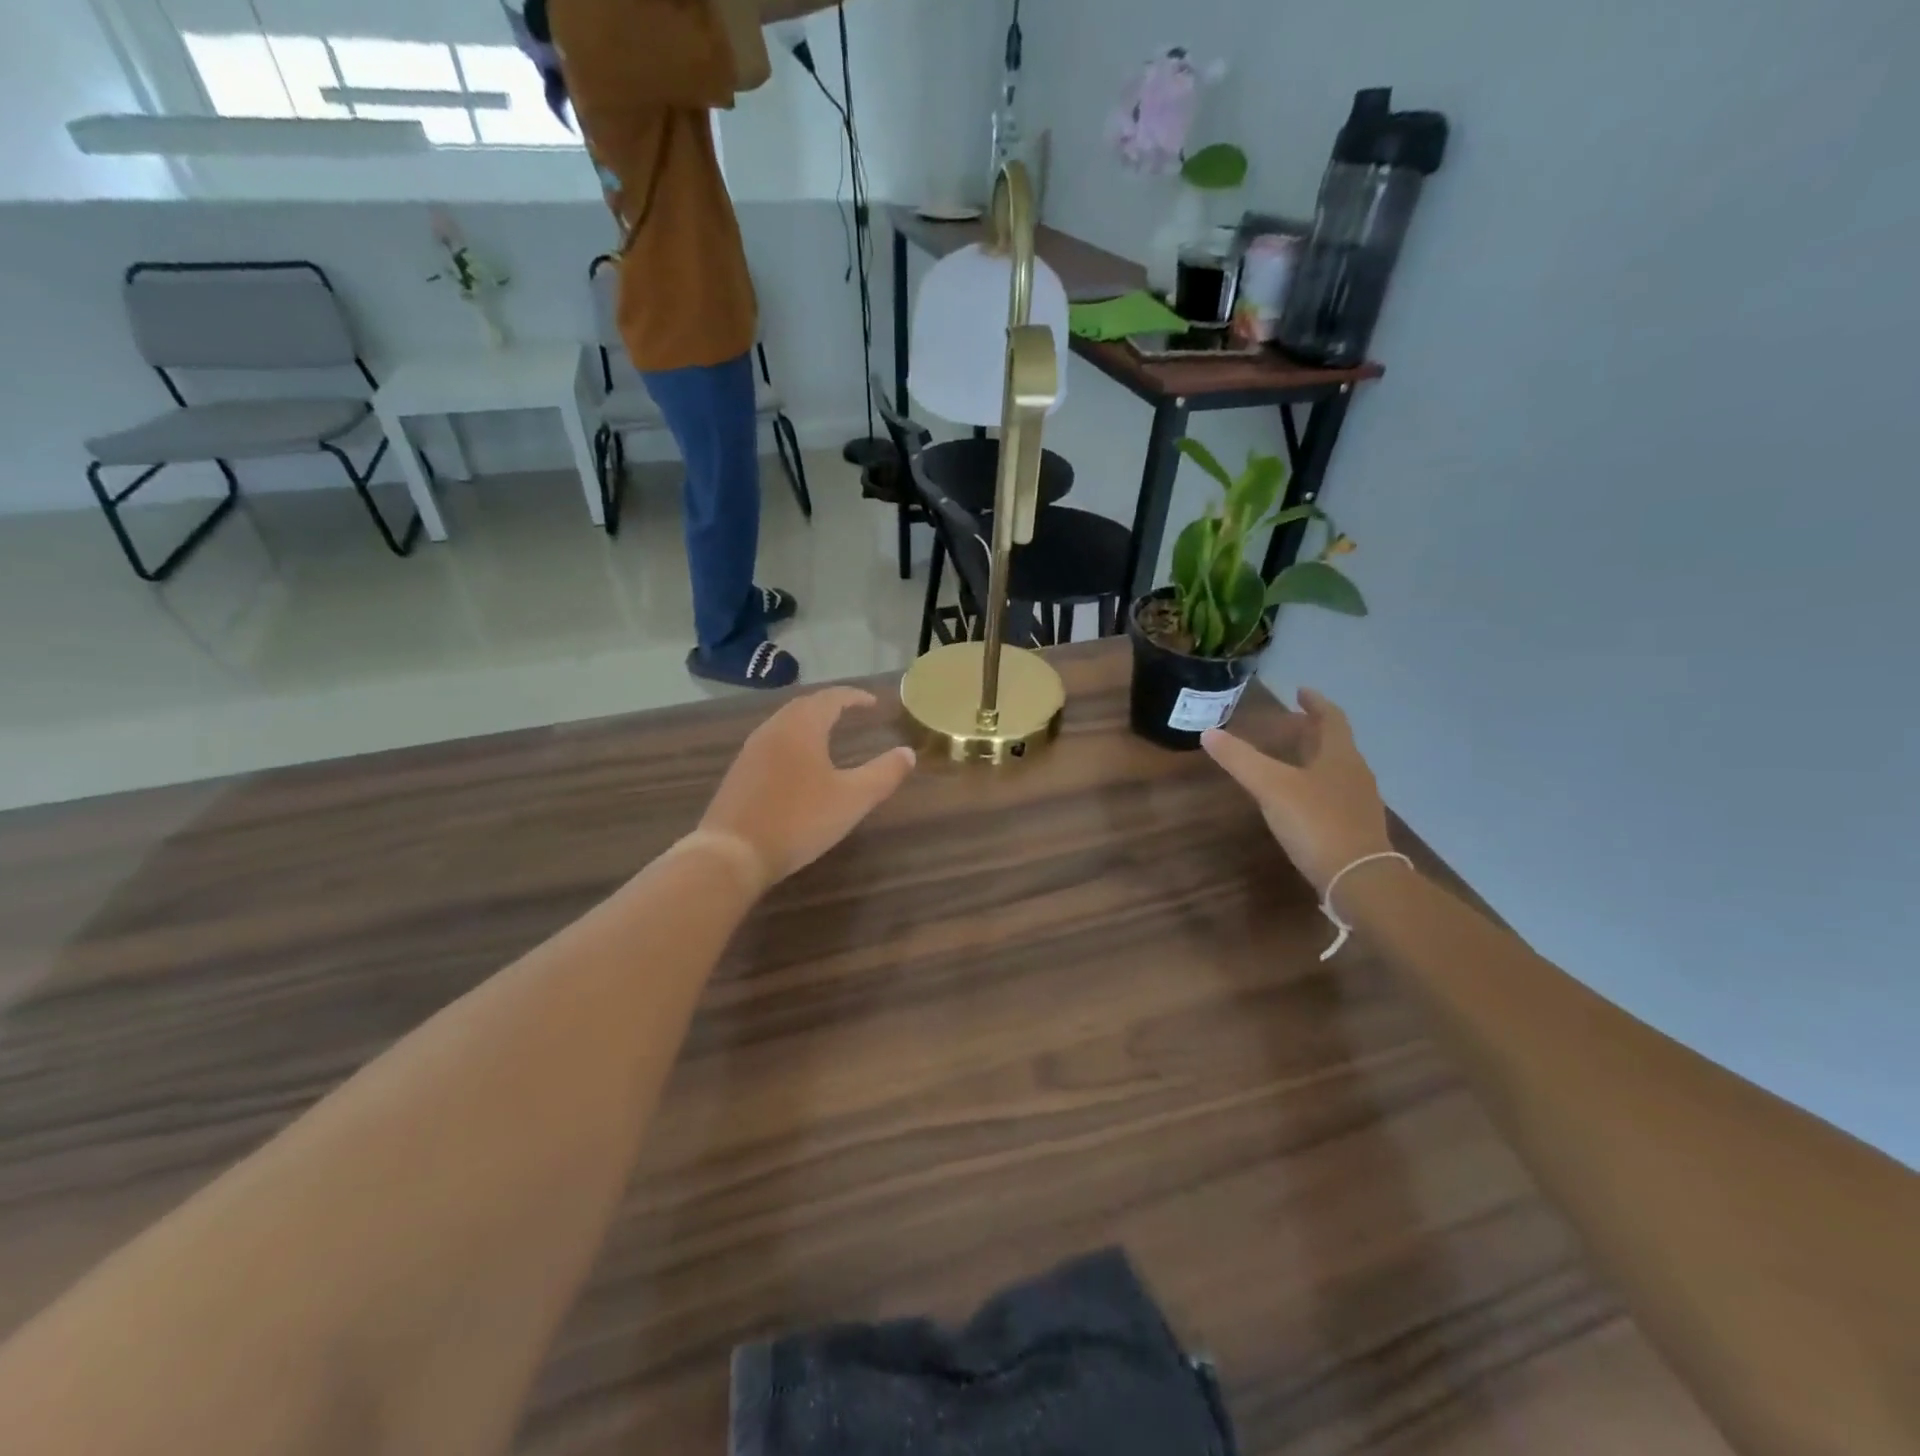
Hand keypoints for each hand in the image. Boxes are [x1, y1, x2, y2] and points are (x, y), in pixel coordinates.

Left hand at [700, 688, 916, 887]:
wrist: (732, 853)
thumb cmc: (799, 820)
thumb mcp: (852, 799)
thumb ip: (883, 774)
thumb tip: (907, 753)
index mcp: (801, 727)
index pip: (831, 698)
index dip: (854, 697)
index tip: (872, 703)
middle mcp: (773, 730)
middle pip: (804, 706)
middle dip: (829, 705)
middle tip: (850, 712)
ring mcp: (751, 751)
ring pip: (784, 724)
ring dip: (808, 723)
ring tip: (827, 734)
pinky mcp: (739, 774)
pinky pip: (771, 744)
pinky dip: (792, 742)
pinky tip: (798, 765)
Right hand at [1202, 690, 1394, 894]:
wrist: (1358, 879)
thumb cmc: (1316, 823)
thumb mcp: (1271, 787)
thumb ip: (1240, 760)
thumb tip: (1209, 733)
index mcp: (1339, 755)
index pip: (1331, 718)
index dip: (1315, 703)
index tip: (1300, 692)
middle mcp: (1355, 772)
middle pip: (1334, 743)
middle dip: (1310, 730)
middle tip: (1286, 724)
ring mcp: (1358, 801)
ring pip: (1335, 768)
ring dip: (1313, 758)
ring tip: (1289, 759)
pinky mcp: (1355, 827)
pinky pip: (1334, 793)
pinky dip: (1315, 784)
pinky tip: (1298, 799)